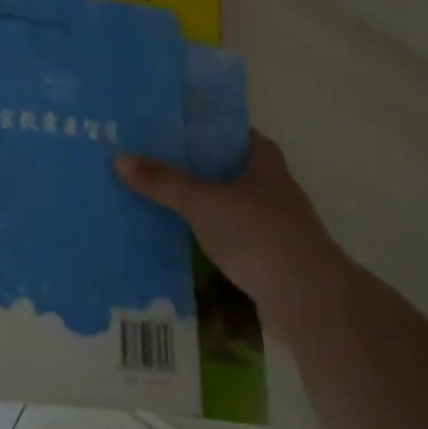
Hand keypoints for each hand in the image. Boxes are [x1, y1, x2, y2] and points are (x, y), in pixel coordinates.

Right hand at [115, 131, 340, 321]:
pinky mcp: (271, 260)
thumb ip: (164, 182)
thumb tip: (120, 157)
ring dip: (205, 205)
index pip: (240, 134)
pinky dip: (212, 237)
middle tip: (158, 163)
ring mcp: (276, 227)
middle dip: (200, 168)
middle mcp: (275, 190)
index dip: (212, 130)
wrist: (307, 299)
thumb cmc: (258, 235)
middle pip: (233, 170)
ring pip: (233, 206)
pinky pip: (234, 238)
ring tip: (163, 201)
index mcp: (266, 165)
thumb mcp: (203, 202)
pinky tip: (184, 241)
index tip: (179, 129)